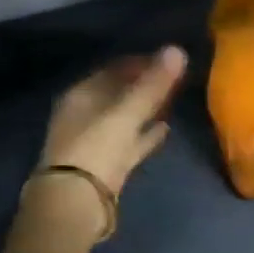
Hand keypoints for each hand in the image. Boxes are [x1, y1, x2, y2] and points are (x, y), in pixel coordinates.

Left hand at [37, 46, 187, 220]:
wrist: (76, 203)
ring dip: (146, 109)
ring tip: (173, 102)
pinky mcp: (105, 165)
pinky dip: (146, 134)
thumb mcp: (127, 112)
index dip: (141, 62)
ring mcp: (93, 141)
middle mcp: (84, 114)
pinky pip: (130, 142)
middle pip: (119, 93)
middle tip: (175, 80)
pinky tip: (165, 130)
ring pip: (125, 118)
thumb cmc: (97, 148)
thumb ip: (153, 83)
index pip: (114, 69)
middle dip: (145, 86)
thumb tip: (177, 49)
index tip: (168, 61)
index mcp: (81, 95)